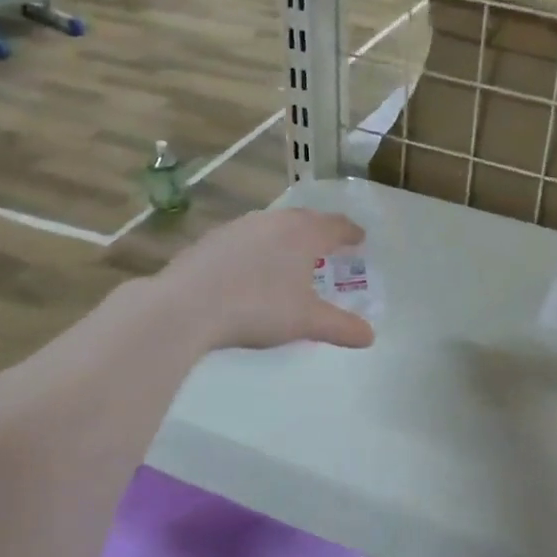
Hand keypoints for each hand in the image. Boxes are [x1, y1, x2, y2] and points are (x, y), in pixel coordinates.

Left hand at [152, 209, 374, 353]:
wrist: (186, 306)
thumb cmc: (257, 308)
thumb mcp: (306, 322)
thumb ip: (341, 327)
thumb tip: (370, 337)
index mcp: (302, 234)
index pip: (335, 226)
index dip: (350, 232)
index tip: (360, 238)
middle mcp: (273, 221)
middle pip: (304, 219)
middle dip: (320, 231)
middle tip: (329, 246)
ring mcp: (239, 227)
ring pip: (273, 226)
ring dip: (287, 237)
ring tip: (291, 256)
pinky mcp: (212, 240)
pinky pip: (246, 238)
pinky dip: (258, 248)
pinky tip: (251, 268)